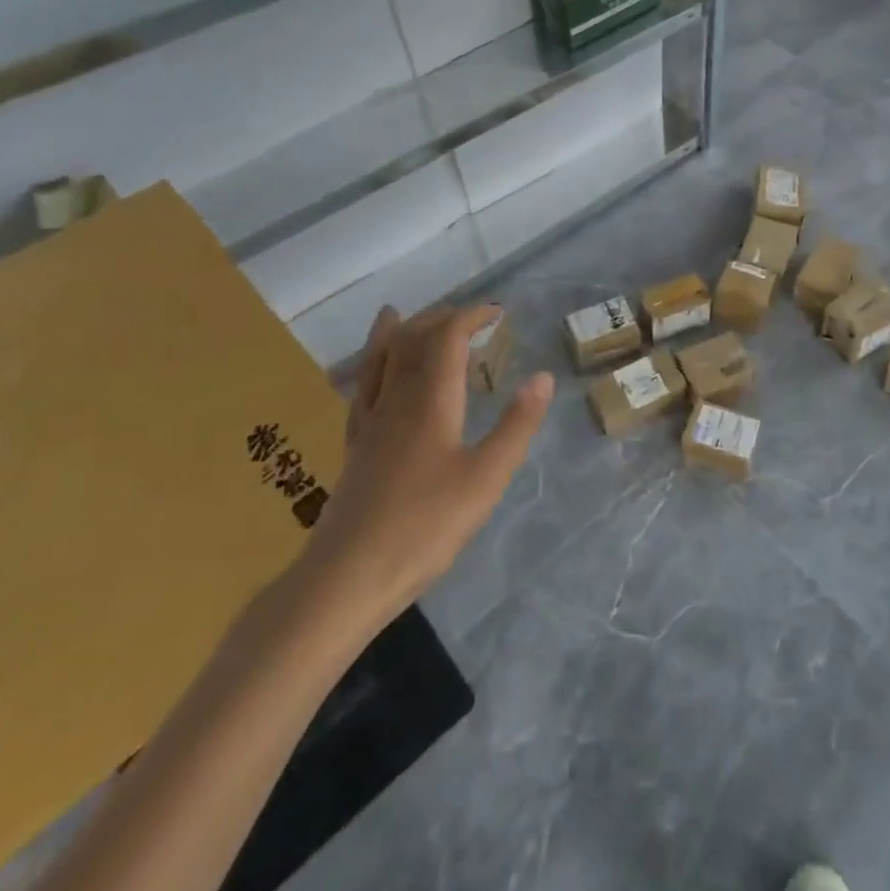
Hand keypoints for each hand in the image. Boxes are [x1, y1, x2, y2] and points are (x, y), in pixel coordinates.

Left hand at [297, 305, 552, 628]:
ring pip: (379, 361)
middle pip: (410, 340)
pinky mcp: (355, 447)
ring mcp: (370, 422)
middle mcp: (396, 399)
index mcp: (430, 400)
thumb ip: (516, 425)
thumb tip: (542, 377)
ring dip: (396, 333)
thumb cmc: (425, 526)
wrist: (347, 578)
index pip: (446, 338)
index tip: (497, 313)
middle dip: (439, 319)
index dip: (471, 316)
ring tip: (398, 314)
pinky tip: (370, 375)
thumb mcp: (486, 477)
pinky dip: (368, 366)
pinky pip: (360, 389)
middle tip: (469, 318)